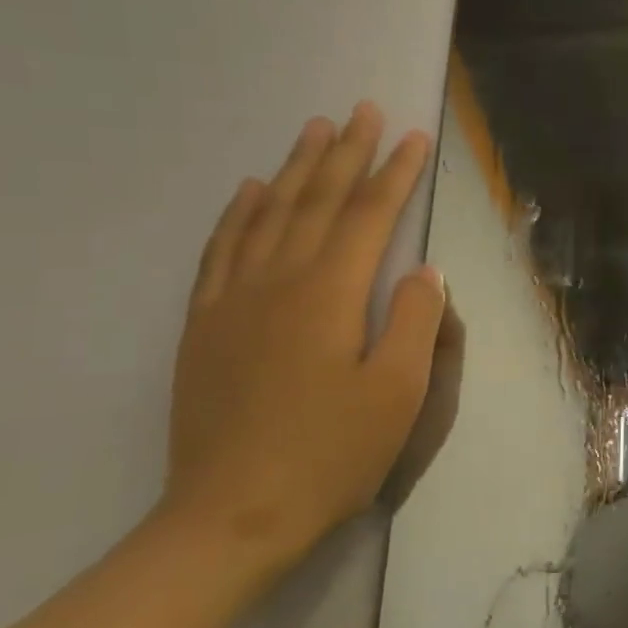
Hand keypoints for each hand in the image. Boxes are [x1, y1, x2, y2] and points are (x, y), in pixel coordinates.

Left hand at [163, 105, 448, 569]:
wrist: (231, 516)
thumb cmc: (329, 456)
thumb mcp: (397, 394)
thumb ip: (415, 322)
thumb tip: (424, 270)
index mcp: (329, 295)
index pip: (368, 217)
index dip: (394, 173)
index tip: (413, 137)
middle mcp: (278, 282)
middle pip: (317, 202)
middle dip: (346, 154)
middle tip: (362, 111)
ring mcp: (232, 301)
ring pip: (268, 215)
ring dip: (295, 168)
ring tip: (314, 130)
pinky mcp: (203, 325)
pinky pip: (220, 250)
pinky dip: (238, 213)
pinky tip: (249, 191)